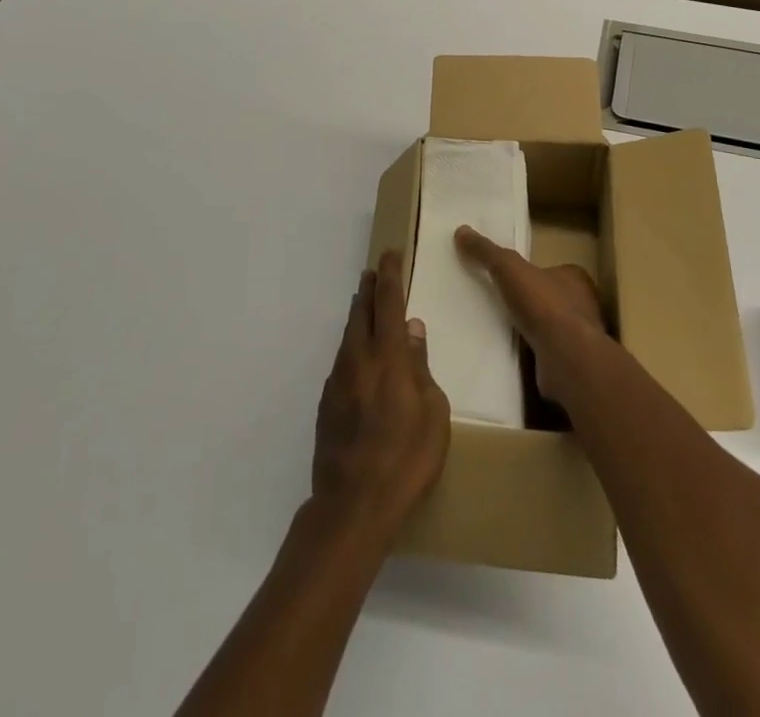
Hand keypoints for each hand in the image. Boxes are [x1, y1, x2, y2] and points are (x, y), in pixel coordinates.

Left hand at [311, 252, 449, 544]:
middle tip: (373, 271)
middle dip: (369, 289)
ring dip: (358, 315)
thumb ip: (421, 366)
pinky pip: (342, 361)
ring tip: (364, 304)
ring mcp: (338, 381)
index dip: (390, 275)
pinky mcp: (327, 404)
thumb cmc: (406, 459)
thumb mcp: (433, 413)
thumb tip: (412, 329)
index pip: (388, 303)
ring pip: (348, 336)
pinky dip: (352, 347)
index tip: (389, 254)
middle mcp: (358, 359)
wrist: (352, 504)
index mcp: (387, 356)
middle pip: (361, 312)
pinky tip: (358, 357)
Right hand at [454, 226, 607, 403]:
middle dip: (532, 303)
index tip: (513, 279)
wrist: (566, 358)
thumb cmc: (543, 305)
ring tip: (502, 330)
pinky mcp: (570, 364)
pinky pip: (547, 354)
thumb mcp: (509, 268)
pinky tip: (511, 356)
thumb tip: (461, 231)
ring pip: (552, 328)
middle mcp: (583, 306)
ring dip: (532, 330)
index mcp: (575, 278)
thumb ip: (487, 252)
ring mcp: (579, 338)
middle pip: (554, 299)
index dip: (534, 273)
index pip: (555, 271)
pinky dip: (532, 354)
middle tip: (503, 304)